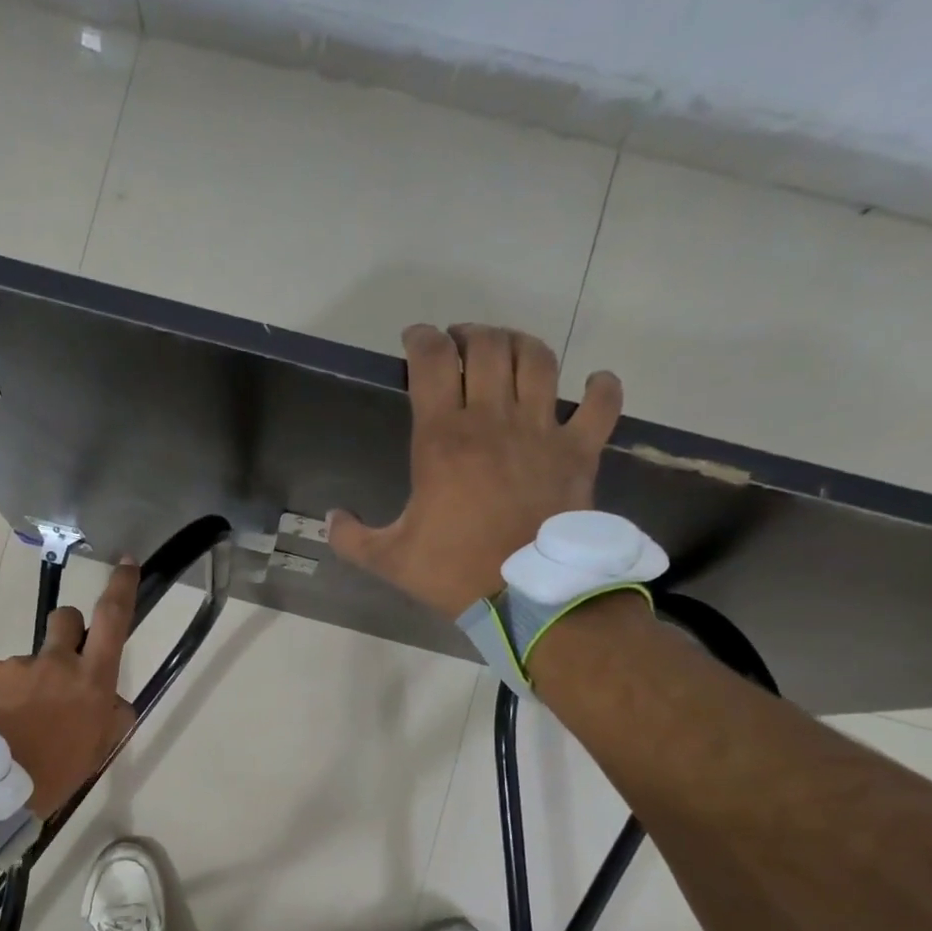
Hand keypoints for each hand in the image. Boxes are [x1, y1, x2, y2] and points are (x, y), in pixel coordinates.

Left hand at [0, 560, 139, 816]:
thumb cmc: (50, 776)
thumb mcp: (95, 754)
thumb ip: (111, 721)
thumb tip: (115, 703)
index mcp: (91, 682)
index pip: (112, 620)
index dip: (121, 588)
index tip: (126, 563)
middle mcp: (55, 663)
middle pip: (66, 618)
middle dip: (69, 630)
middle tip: (61, 665)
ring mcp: (15, 665)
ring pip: (29, 661)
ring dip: (28, 681)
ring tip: (15, 723)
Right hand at [329, 324, 624, 616]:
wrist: (523, 596)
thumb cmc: (452, 572)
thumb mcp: (388, 559)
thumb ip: (351, 537)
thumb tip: (330, 519)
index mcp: (443, 439)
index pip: (432, 362)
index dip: (421, 340)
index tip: (414, 341)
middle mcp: (493, 420)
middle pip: (487, 346)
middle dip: (470, 334)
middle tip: (459, 345)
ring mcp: (542, 431)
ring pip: (538, 360)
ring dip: (521, 344)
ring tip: (508, 351)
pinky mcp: (579, 452)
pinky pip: (601, 405)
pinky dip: (601, 388)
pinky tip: (594, 383)